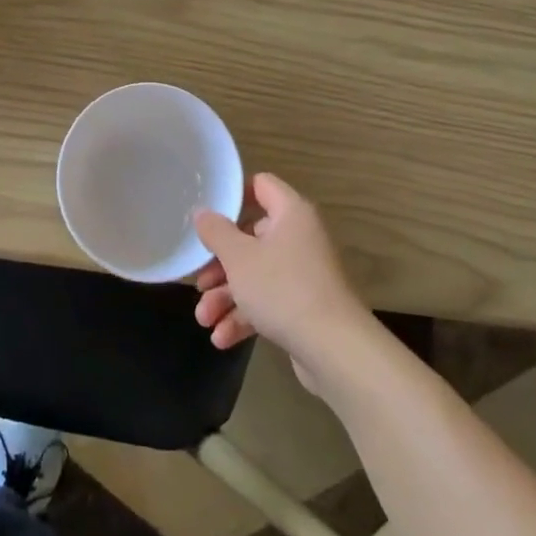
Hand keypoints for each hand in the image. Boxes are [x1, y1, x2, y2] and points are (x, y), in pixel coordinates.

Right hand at [193, 174, 365, 379]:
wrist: (335, 350)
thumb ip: (216, 232)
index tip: (207, 215)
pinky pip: (268, 303)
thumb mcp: (239, 257)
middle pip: (251, 238)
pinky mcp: (304, 307)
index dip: (234, 195)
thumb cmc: (283, 289)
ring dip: (226, 297)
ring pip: (256, 276)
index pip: (261, 185)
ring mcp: (304, 274)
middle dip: (220, 266)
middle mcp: (300, 238)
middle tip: (199, 283)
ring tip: (204, 320)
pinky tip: (222, 338)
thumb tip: (202, 212)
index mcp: (291, 214)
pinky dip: (245, 317)